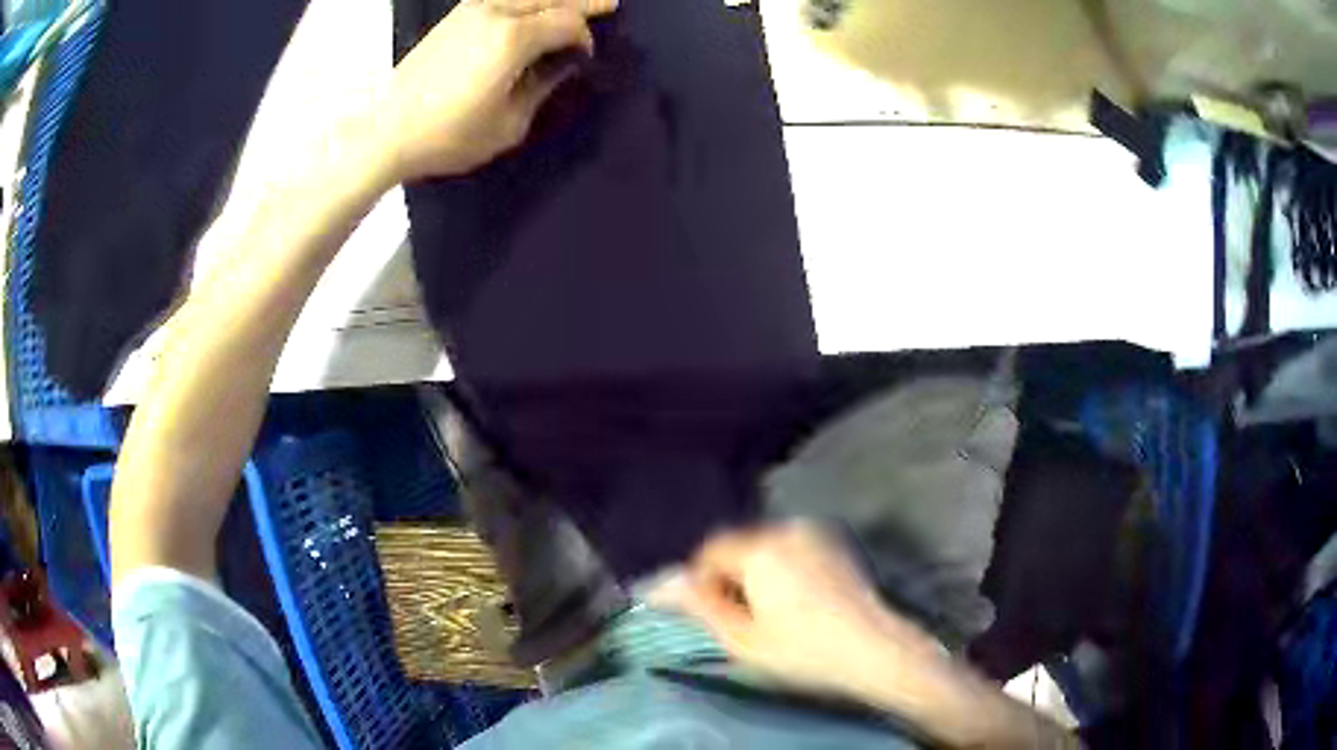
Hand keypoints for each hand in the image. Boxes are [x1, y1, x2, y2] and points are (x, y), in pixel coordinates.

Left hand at [384, 0, 617, 180]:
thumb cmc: (450, 136)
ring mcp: (470, 11)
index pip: (567, 22)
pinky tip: (529, 8)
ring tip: (569, 5)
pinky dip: (522, 1)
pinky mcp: (452, 18)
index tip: (585, 57)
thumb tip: (561, 64)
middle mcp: (494, 13)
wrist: (387, 132)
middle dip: (581, 3)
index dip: (584, 37)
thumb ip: (543, 86)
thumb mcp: (509, 123)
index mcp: (513, 38)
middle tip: (608, 3)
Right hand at [660, 522, 944, 695]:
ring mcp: (817, 534)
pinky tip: (796, 601)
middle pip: (739, 546)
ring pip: (766, 546)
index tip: (713, 614)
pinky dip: (783, 568)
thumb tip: (666, 584)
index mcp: (760, 549)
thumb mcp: (742, 638)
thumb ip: (700, 606)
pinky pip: (793, 548)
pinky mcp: (837, 544)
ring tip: (769, 611)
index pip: (711, 552)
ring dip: (757, 572)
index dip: (702, 582)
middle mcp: (787, 530)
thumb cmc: (804, 650)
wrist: (874, 649)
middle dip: (731, 576)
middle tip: (740, 617)